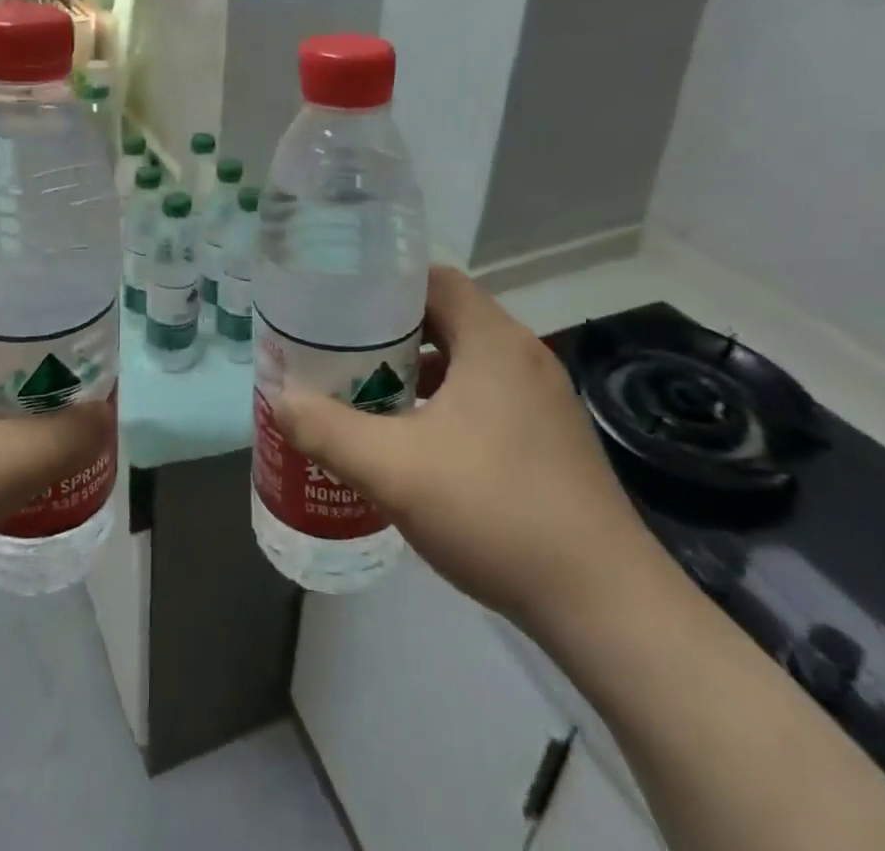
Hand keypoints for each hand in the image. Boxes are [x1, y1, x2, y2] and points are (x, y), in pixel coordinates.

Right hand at [272, 266, 659, 630]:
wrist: (606, 605)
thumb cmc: (495, 511)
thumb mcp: (393, 469)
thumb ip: (326, 429)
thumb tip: (279, 398)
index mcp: (494, 341)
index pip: (435, 279)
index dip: (386, 284)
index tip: (341, 305)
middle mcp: (523, 356)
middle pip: (448, 316)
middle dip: (392, 331)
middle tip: (343, 351)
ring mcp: (544, 398)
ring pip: (467, 359)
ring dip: (419, 368)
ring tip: (371, 394)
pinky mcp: (551, 437)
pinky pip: (487, 395)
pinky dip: (447, 401)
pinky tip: (418, 443)